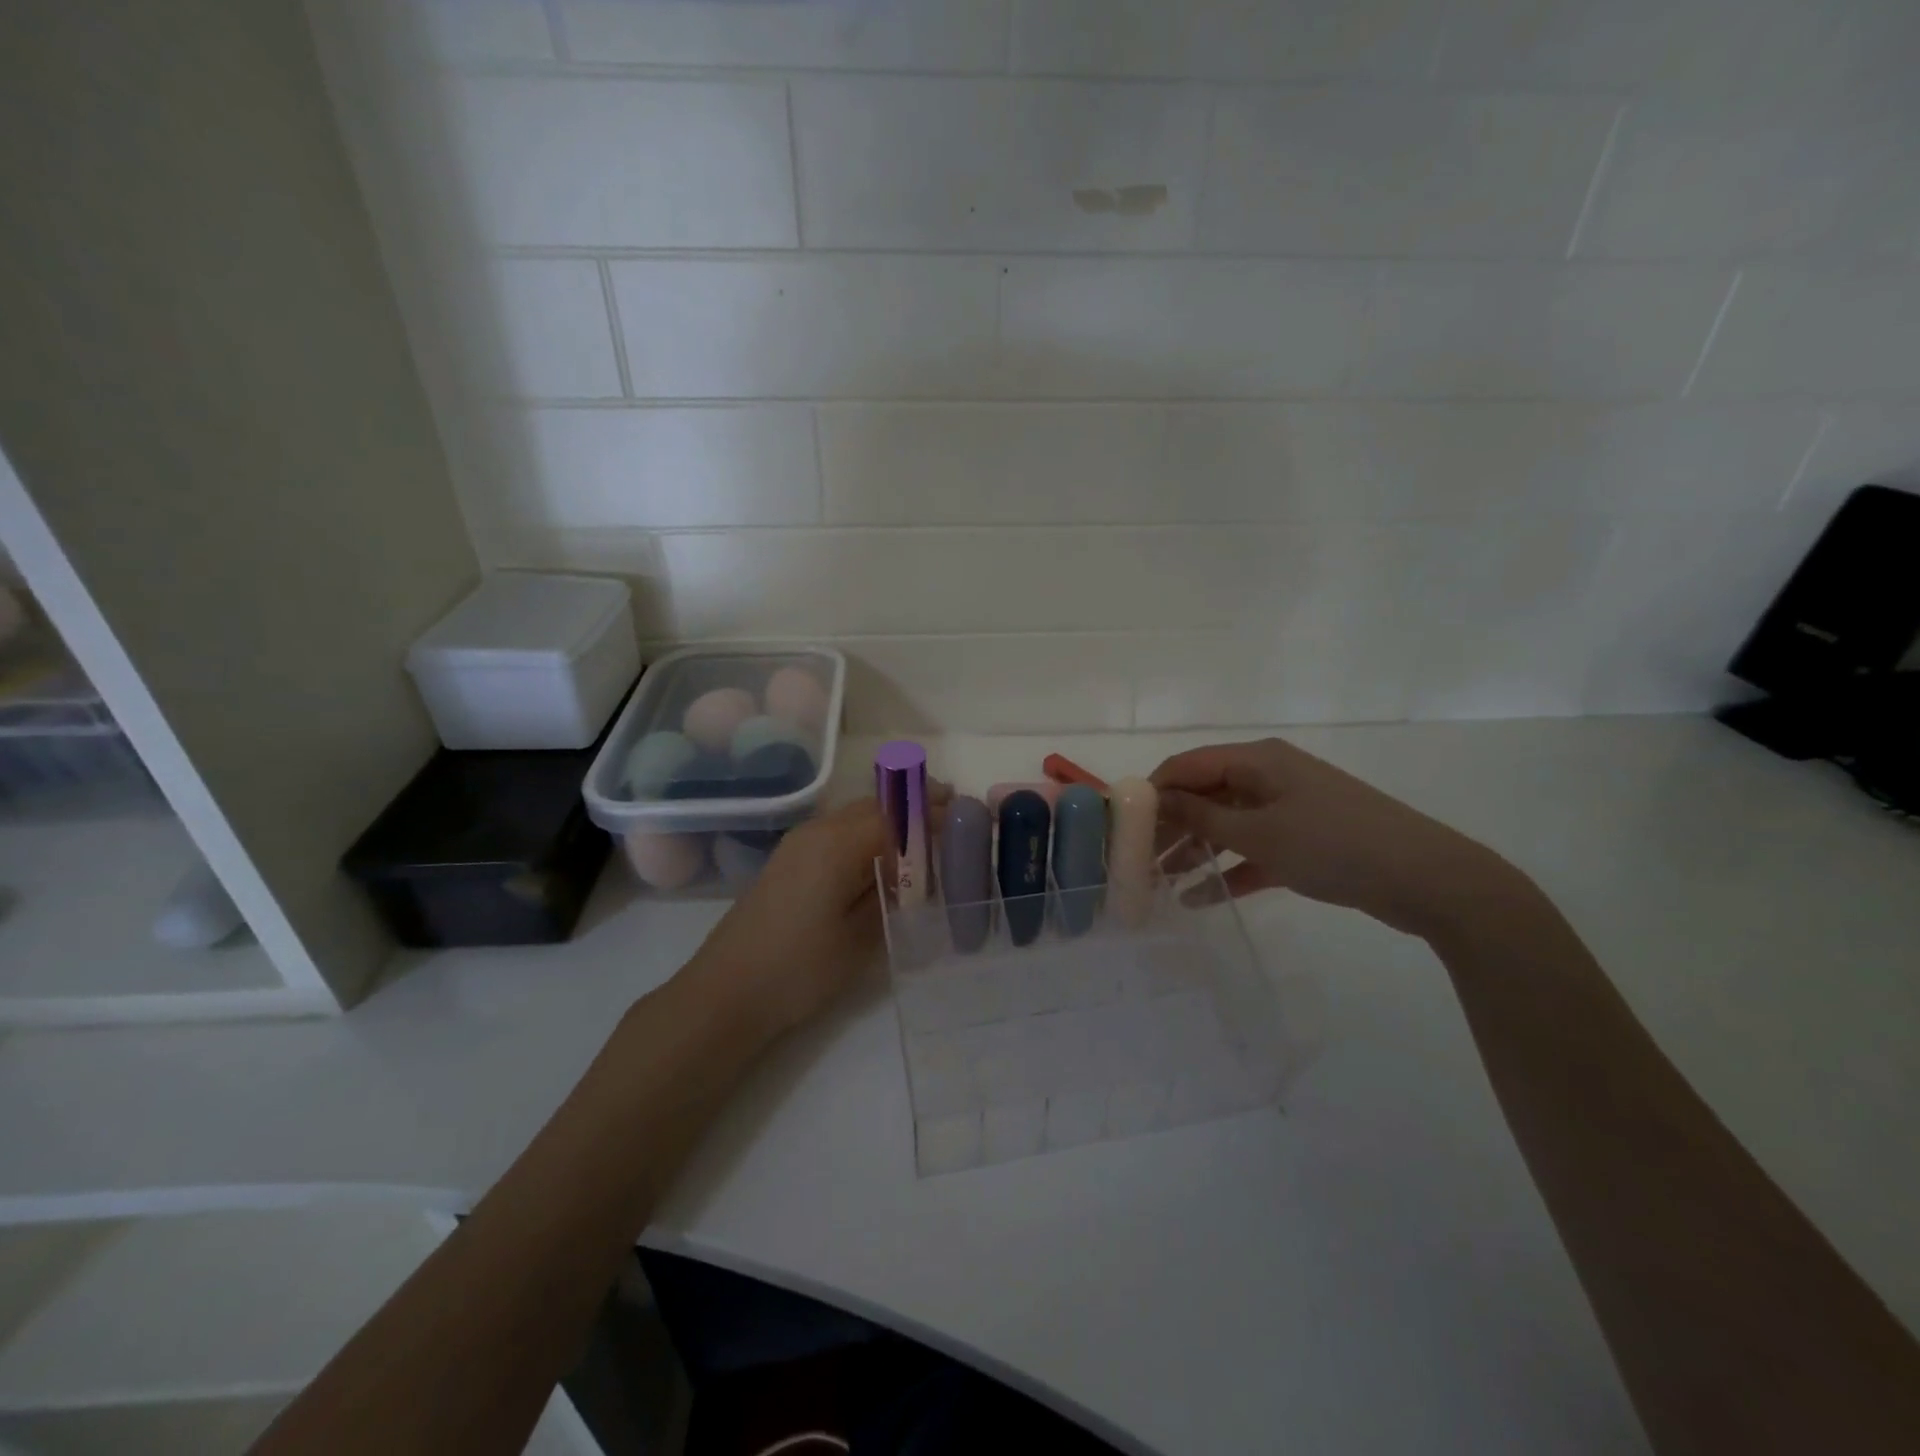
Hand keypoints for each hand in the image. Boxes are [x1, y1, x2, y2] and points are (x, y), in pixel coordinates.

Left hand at [685, 788, 945, 1038]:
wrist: (726, 992)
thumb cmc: (799, 969)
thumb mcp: (860, 938)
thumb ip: (892, 895)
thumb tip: (914, 870)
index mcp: (838, 844)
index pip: (897, 815)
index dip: (933, 812)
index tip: (965, 813)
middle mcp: (818, 830)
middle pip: (875, 803)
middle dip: (914, 802)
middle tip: (952, 812)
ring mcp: (799, 843)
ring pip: (855, 814)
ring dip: (890, 815)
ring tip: (924, 831)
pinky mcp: (789, 860)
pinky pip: (839, 830)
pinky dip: (868, 830)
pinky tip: (882, 854)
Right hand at [1151, 737, 1515, 938]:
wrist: (1426, 879)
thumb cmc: (1333, 844)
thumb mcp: (1259, 832)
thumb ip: (1202, 816)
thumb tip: (1156, 799)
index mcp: (1257, 759)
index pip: (1187, 765)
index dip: (1152, 791)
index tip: (1122, 824)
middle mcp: (1269, 776)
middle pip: (1204, 794)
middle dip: (1171, 825)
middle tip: (1137, 860)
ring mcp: (1288, 808)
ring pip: (1227, 823)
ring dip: (1195, 850)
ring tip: (1160, 884)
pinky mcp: (1304, 839)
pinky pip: (1254, 849)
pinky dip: (1229, 869)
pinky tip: (1200, 899)